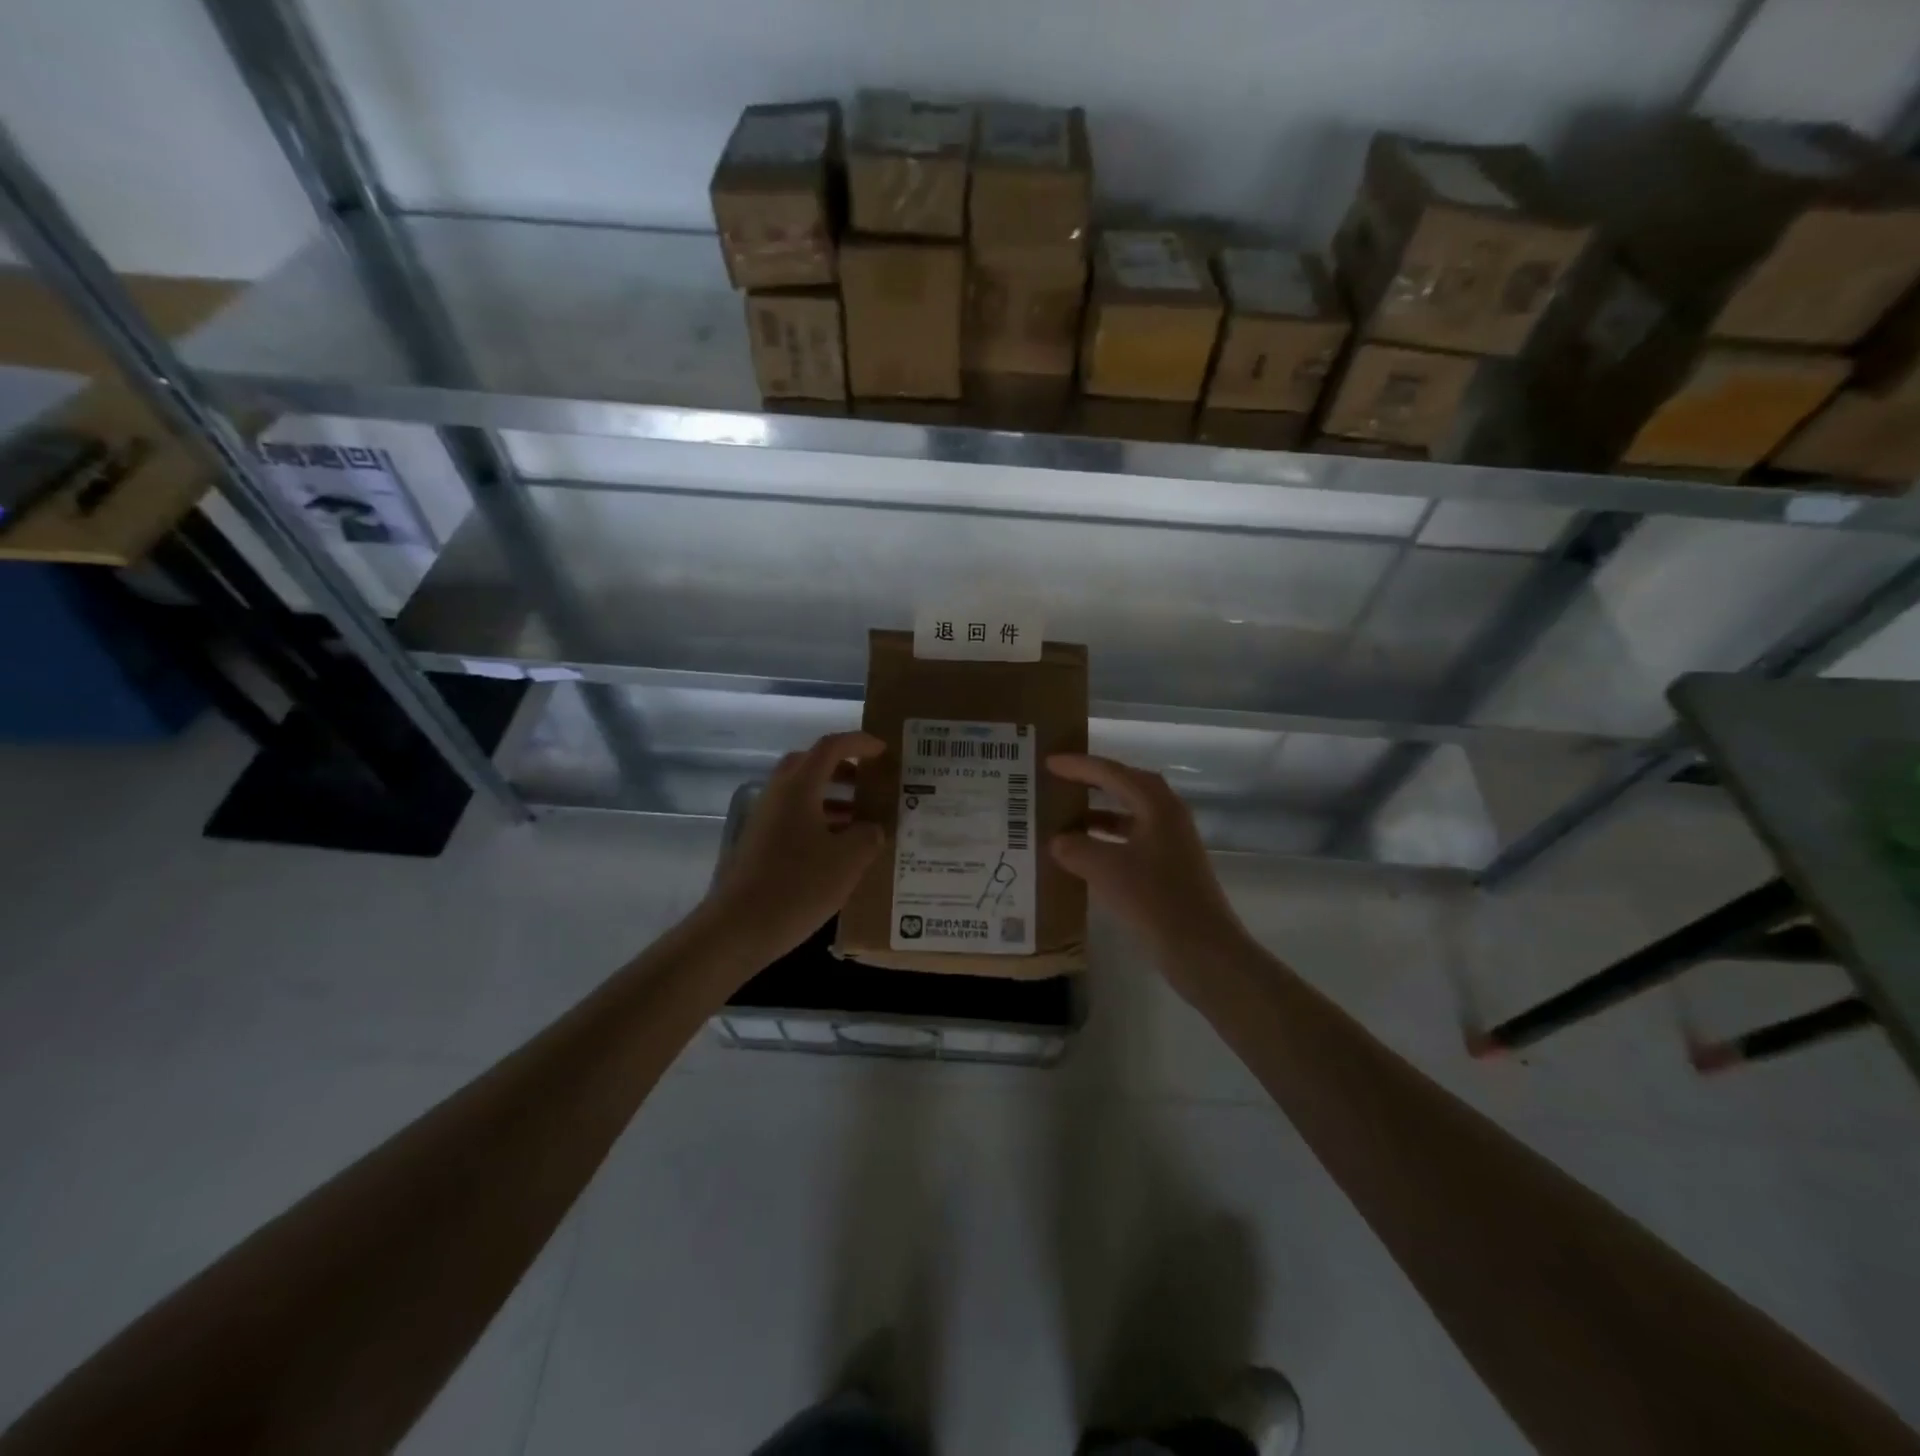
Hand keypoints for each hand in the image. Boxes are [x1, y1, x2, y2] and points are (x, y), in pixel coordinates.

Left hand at [708, 731, 886, 961]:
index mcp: (799, 786)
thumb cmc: (798, 885)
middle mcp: (778, 794)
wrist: (738, 928)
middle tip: (869, 782)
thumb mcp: (848, 860)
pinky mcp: (759, 843)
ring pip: (802, 793)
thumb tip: (872, 828)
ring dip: (832, 797)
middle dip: (843, 768)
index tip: (883, 751)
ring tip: (862, 819)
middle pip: (811, 765)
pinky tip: (838, 848)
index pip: (831, 747)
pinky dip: (818, 820)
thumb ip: (868, 835)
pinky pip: (794, 817)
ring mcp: (764, 819)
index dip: (860, 743)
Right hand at [1047, 753, 1248, 973]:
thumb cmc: (1155, 900)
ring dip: (1098, 814)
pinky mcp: (1169, 868)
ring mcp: (1171, 843)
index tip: (1048, 762)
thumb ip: (1075, 848)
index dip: (1078, 766)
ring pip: (1129, 815)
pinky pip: (1131, 841)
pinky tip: (1084, 856)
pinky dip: (1106, 841)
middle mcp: (1167, 815)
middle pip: (1125, 787)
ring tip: (1064, 817)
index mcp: (1156, 805)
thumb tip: (1057, 840)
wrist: (1203, 950)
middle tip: (1058, 780)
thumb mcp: (1106, 869)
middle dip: (1091, 782)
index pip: (1112, 773)